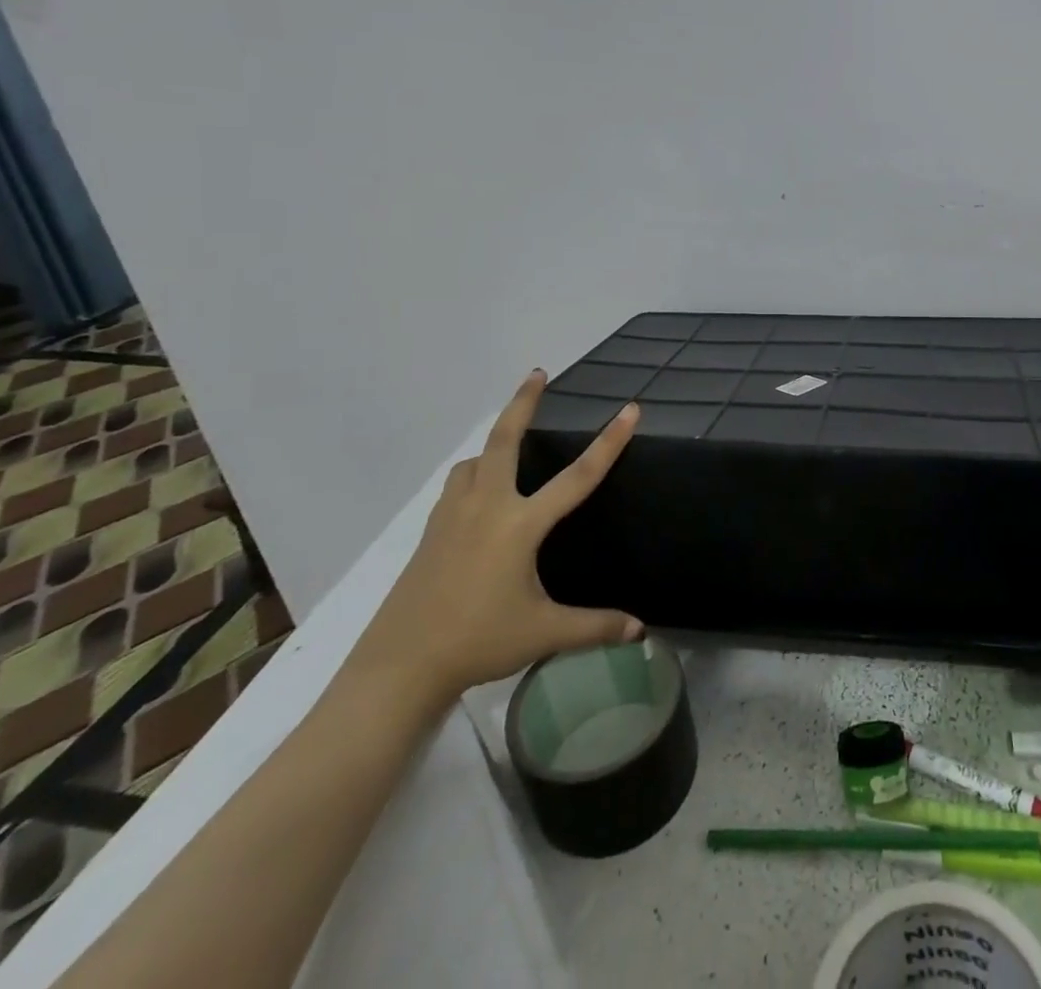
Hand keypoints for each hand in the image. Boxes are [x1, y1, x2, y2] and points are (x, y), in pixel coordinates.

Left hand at [350, 371, 642, 710]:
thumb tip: (641, 630)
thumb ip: (595, 627)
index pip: (578, 476)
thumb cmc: (478, 642)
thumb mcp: (544, 633)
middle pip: (505, 441)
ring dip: (494, 443)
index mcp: (520, 525)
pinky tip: (479, 494)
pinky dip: (473, 473)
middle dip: (522, 403)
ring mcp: (452, 516)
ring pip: (474, 462)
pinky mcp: (431, 531)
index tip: (629, 410)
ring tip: (510, 443)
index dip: (609, 442)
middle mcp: (486, 507)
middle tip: (537, 374)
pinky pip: (457, 485)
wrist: (400, 665)